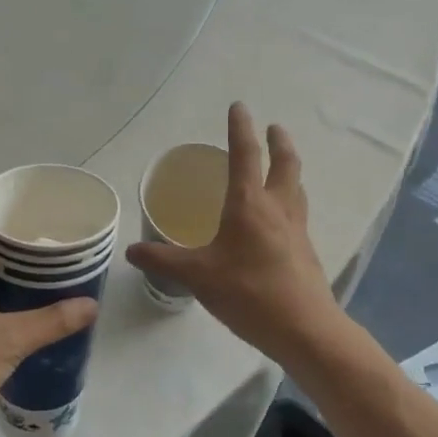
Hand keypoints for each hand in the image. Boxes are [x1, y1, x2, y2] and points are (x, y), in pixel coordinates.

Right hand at [126, 102, 342, 368]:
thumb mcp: (198, 276)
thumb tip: (131, 251)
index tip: (240, 106)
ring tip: (282, 166)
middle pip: (285, 164)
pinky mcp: (306, 252)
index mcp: (249, 204)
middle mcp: (277, 208)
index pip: (245, 154)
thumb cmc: (249, 293)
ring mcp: (297, 230)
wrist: (305, 329)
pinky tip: (282, 219)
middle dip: (279, 142)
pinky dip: (291, 201)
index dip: (240, 128)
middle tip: (274, 127)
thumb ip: (164, 260)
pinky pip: (298, 214)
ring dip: (290, 168)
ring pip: (297, 187)